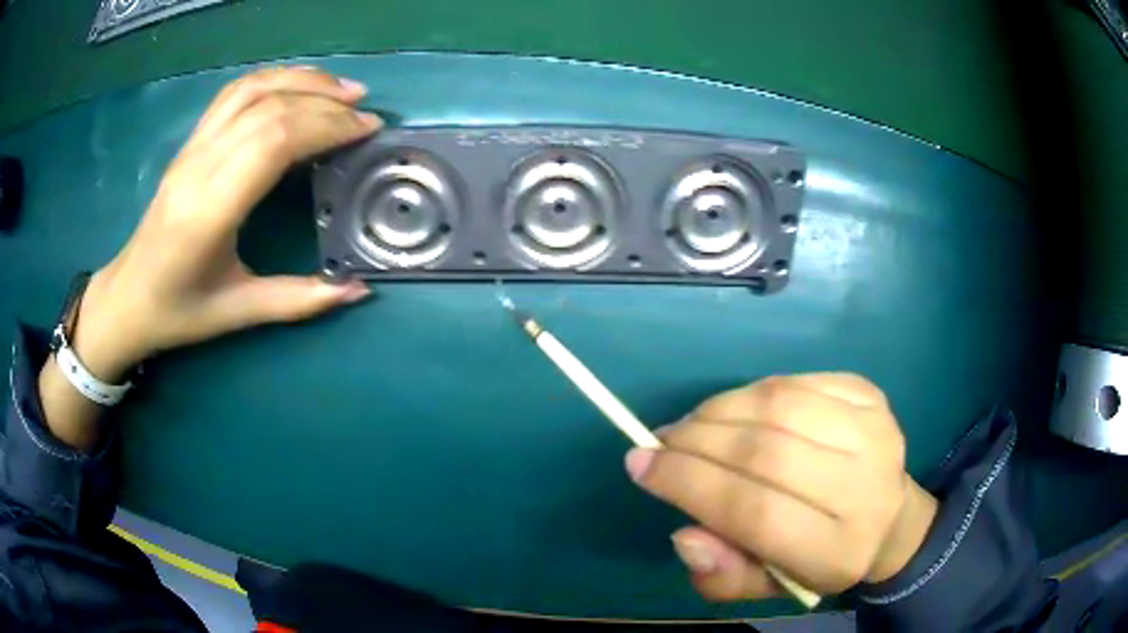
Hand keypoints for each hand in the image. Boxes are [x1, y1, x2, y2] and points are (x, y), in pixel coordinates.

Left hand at [75, 66, 379, 380]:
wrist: (127, 298)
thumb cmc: (178, 311)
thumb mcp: (237, 313)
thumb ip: (299, 300)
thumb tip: (359, 291)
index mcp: (209, 210)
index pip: (274, 141)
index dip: (327, 125)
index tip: (367, 130)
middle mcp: (199, 167)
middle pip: (269, 108)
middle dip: (326, 103)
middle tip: (367, 113)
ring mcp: (191, 148)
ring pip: (251, 90)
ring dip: (302, 80)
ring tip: (343, 89)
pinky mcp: (190, 142)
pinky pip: (233, 93)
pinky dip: (273, 79)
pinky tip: (298, 86)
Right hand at [625, 373, 936, 601]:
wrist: (889, 518)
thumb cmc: (821, 560)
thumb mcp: (768, 586)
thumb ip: (723, 575)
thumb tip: (684, 535)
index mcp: (837, 550)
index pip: (754, 511)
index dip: (690, 483)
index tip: (640, 465)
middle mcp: (864, 487)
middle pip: (766, 452)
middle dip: (697, 442)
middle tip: (661, 442)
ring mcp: (874, 431)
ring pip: (779, 405)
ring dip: (720, 410)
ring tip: (692, 425)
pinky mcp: (871, 396)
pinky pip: (796, 382)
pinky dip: (753, 392)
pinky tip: (737, 410)